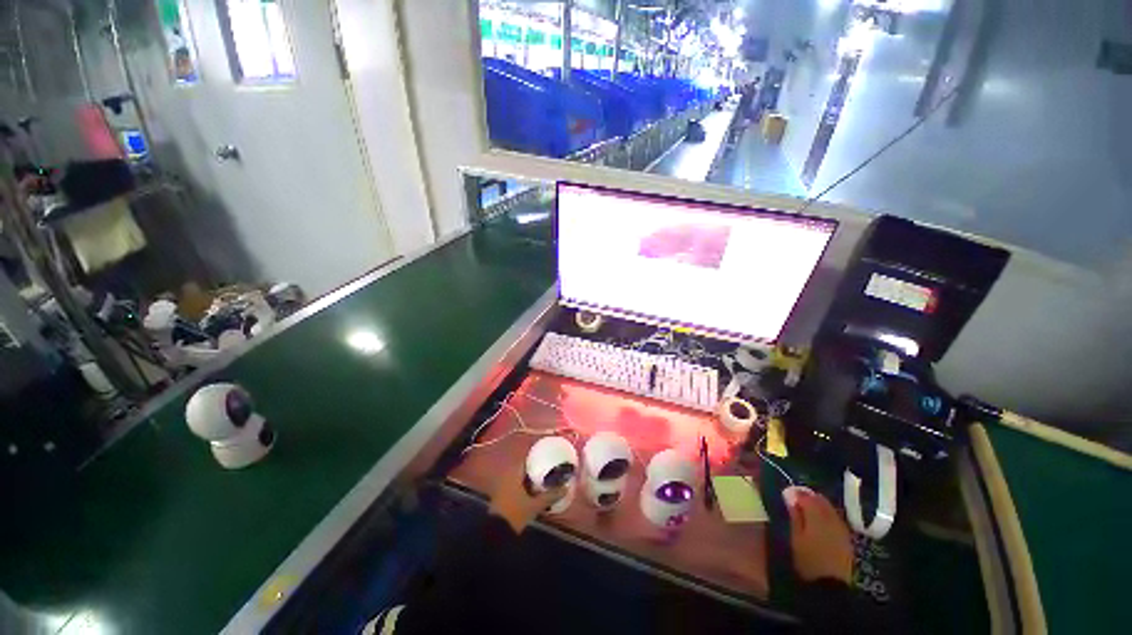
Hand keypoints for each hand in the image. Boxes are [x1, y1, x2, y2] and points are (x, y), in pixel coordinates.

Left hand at [488, 458, 565, 533]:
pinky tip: (536, 491)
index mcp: (514, 473)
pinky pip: (517, 484)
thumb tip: (565, 488)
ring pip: (521, 477)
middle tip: (550, 470)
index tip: (549, 458)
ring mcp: (504, 485)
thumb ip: (550, 496)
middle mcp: (508, 475)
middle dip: (537, 469)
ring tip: (546, 480)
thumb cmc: (515, 513)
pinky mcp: (503, 494)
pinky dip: (526, 486)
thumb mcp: (535, 505)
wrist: (496, 533)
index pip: (527, 459)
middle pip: (525, 468)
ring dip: (532, 479)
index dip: (538, 457)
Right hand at [787, 489, 853, 583]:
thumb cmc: (807, 560)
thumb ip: (794, 515)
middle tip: (797, 502)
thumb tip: (790, 496)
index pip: (806, 496)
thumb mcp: (795, 537)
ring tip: (808, 512)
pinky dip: (827, 515)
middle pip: (821, 499)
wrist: (830, 585)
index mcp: (817, 516)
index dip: (796, 493)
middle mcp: (832, 518)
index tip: (787, 494)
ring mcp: (842, 527)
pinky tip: (821, 523)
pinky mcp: (847, 537)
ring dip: (819, 506)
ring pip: (830, 508)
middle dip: (809, 497)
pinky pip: (836, 518)